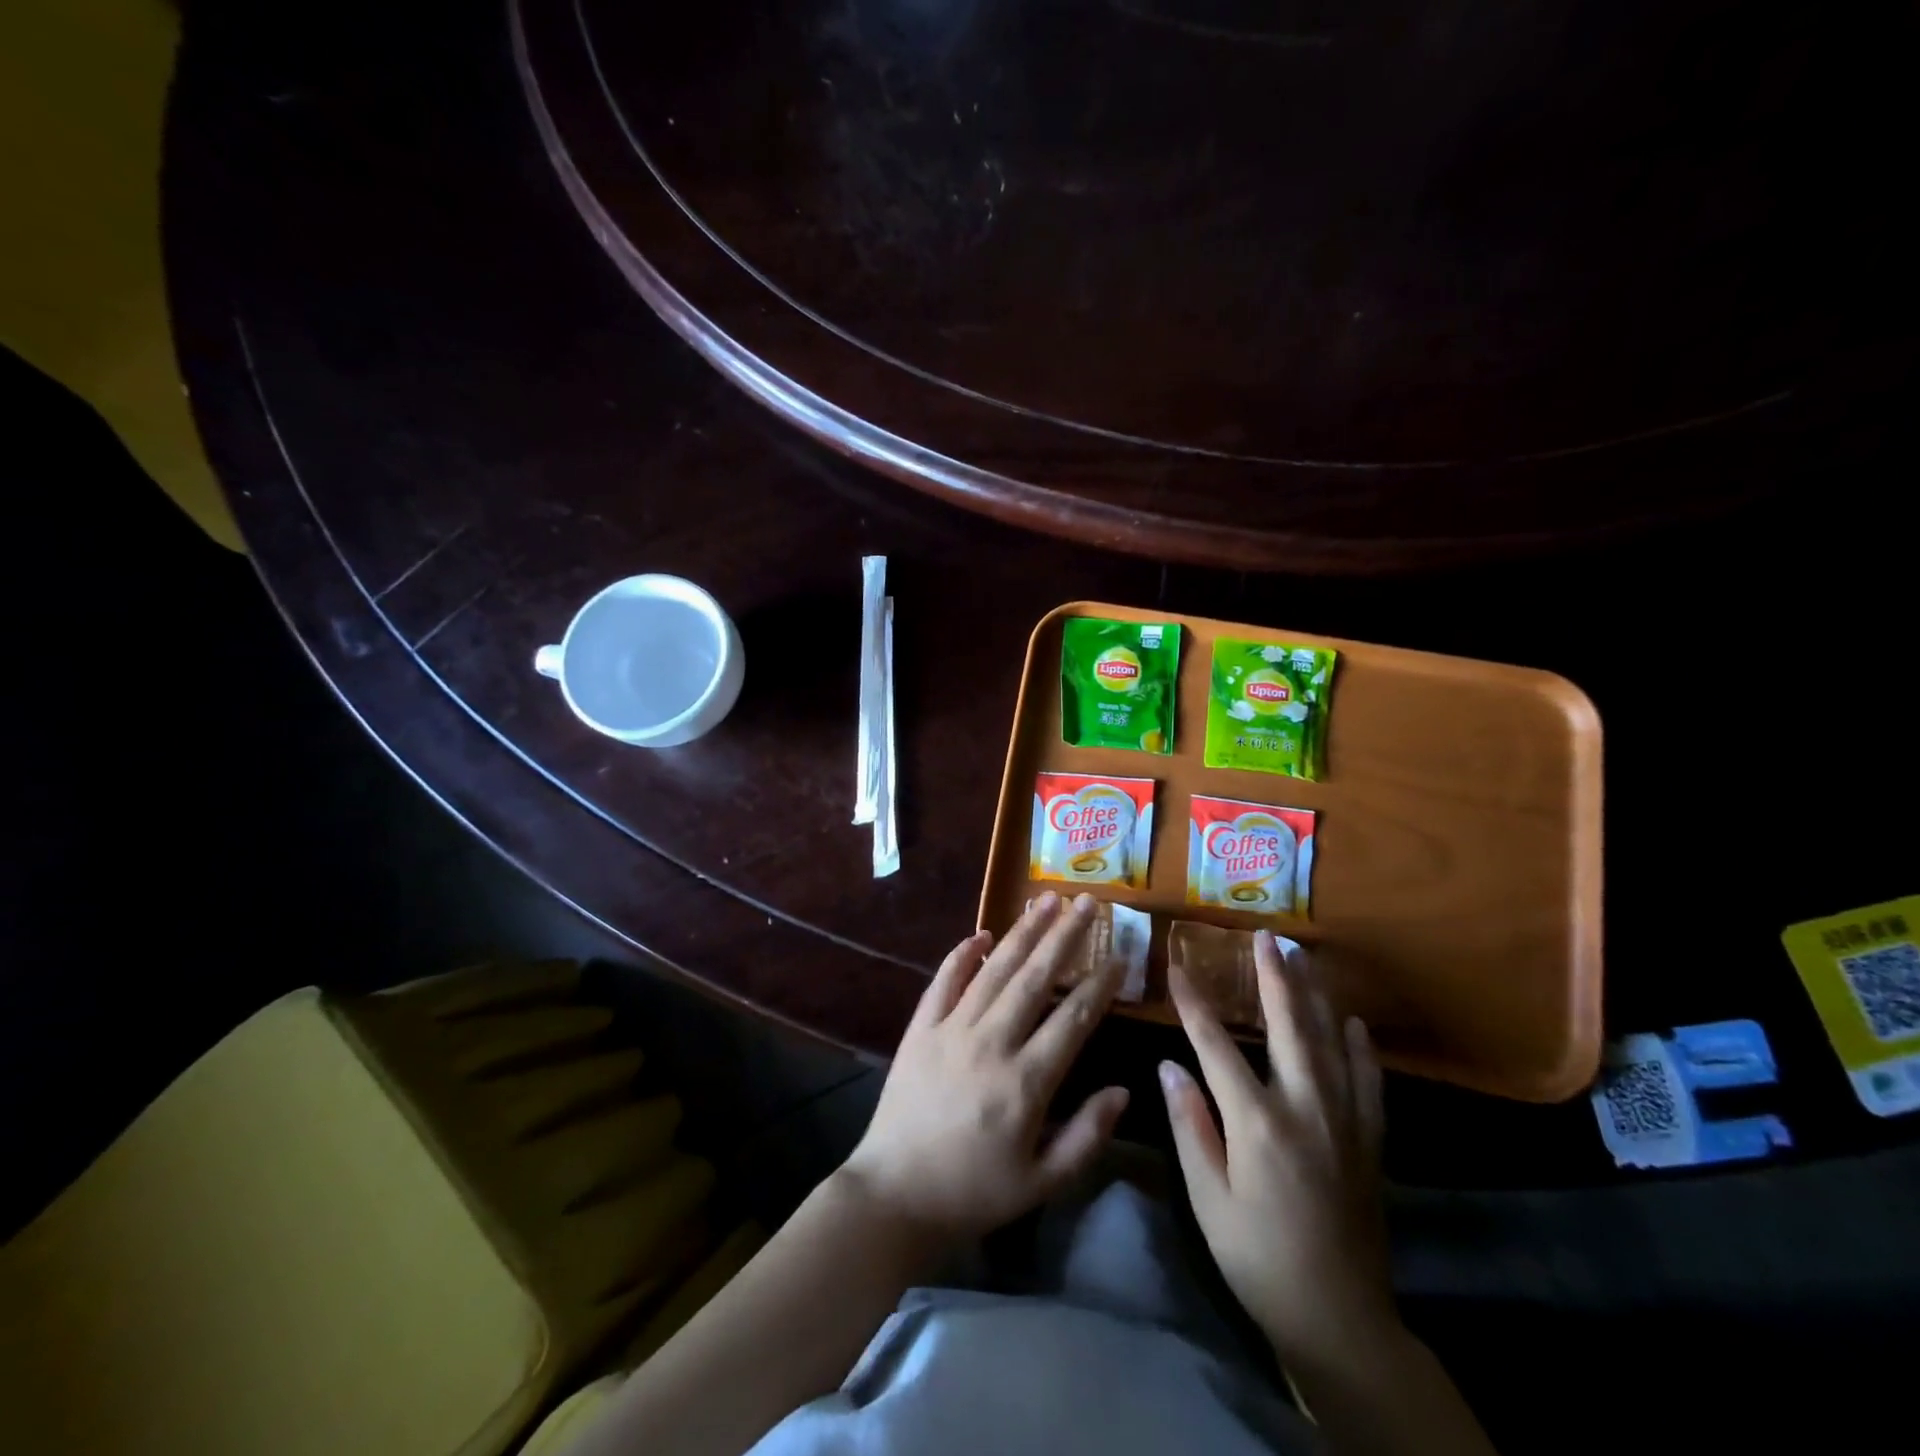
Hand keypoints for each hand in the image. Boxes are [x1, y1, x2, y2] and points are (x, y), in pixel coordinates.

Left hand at [840, 892, 1130, 1244]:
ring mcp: (951, 1030)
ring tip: (1046, 900)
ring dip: (1022, 932)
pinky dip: (961, 955)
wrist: (895, 1195)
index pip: (1072, 1020)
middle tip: (1088, 902)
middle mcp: (990, 1043)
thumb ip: (1087, 1136)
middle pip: (1034, 979)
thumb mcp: (1042, 1182)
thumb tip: (1124, 1091)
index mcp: (1025, 1082)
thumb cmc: (975, 1192)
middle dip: (1065, 937)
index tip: (1119, 957)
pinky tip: (982, 934)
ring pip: (994, 970)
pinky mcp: (920, 1029)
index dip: (1099, 986)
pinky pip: (944, 982)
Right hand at [1161, 931, 1396, 1369]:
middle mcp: (1305, 1108)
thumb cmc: (1257, 1257)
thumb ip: (1190, 1126)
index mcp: (1257, 1122)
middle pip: (1288, 1027)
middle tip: (1266, 936)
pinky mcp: (1369, 1140)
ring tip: (1303, 958)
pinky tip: (1353, 1022)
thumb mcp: (1208, 1199)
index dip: (1195, 1003)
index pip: (1216, 1045)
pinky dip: (1360, 1047)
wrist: (1340, 1319)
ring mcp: (1344, 1121)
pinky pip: (1368, 1081)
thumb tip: (1169, 1065)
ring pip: (1330, 1042)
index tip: (1178, 967)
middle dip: (1274, 978)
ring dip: (1315, 996)